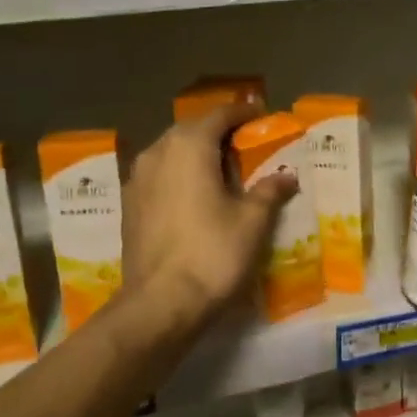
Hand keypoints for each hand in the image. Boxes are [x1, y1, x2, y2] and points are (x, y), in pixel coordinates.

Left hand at [122, 107, 296, 326]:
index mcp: (189, 146)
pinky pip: (158, 175)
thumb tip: (287, 175)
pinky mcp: (129, 205)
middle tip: (245, 144)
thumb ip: (269, 191)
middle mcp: (158, 152)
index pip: (219, 115)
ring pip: (171, 152)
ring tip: (220, 169)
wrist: (160, 303)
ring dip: (196, 153)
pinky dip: (179, 175)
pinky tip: (194, 195)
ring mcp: (137, 178)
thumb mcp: (252, 221)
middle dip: (218, 132)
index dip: (243, 113)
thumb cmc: (213, 253)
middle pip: (191, 130)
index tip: (262, 115)